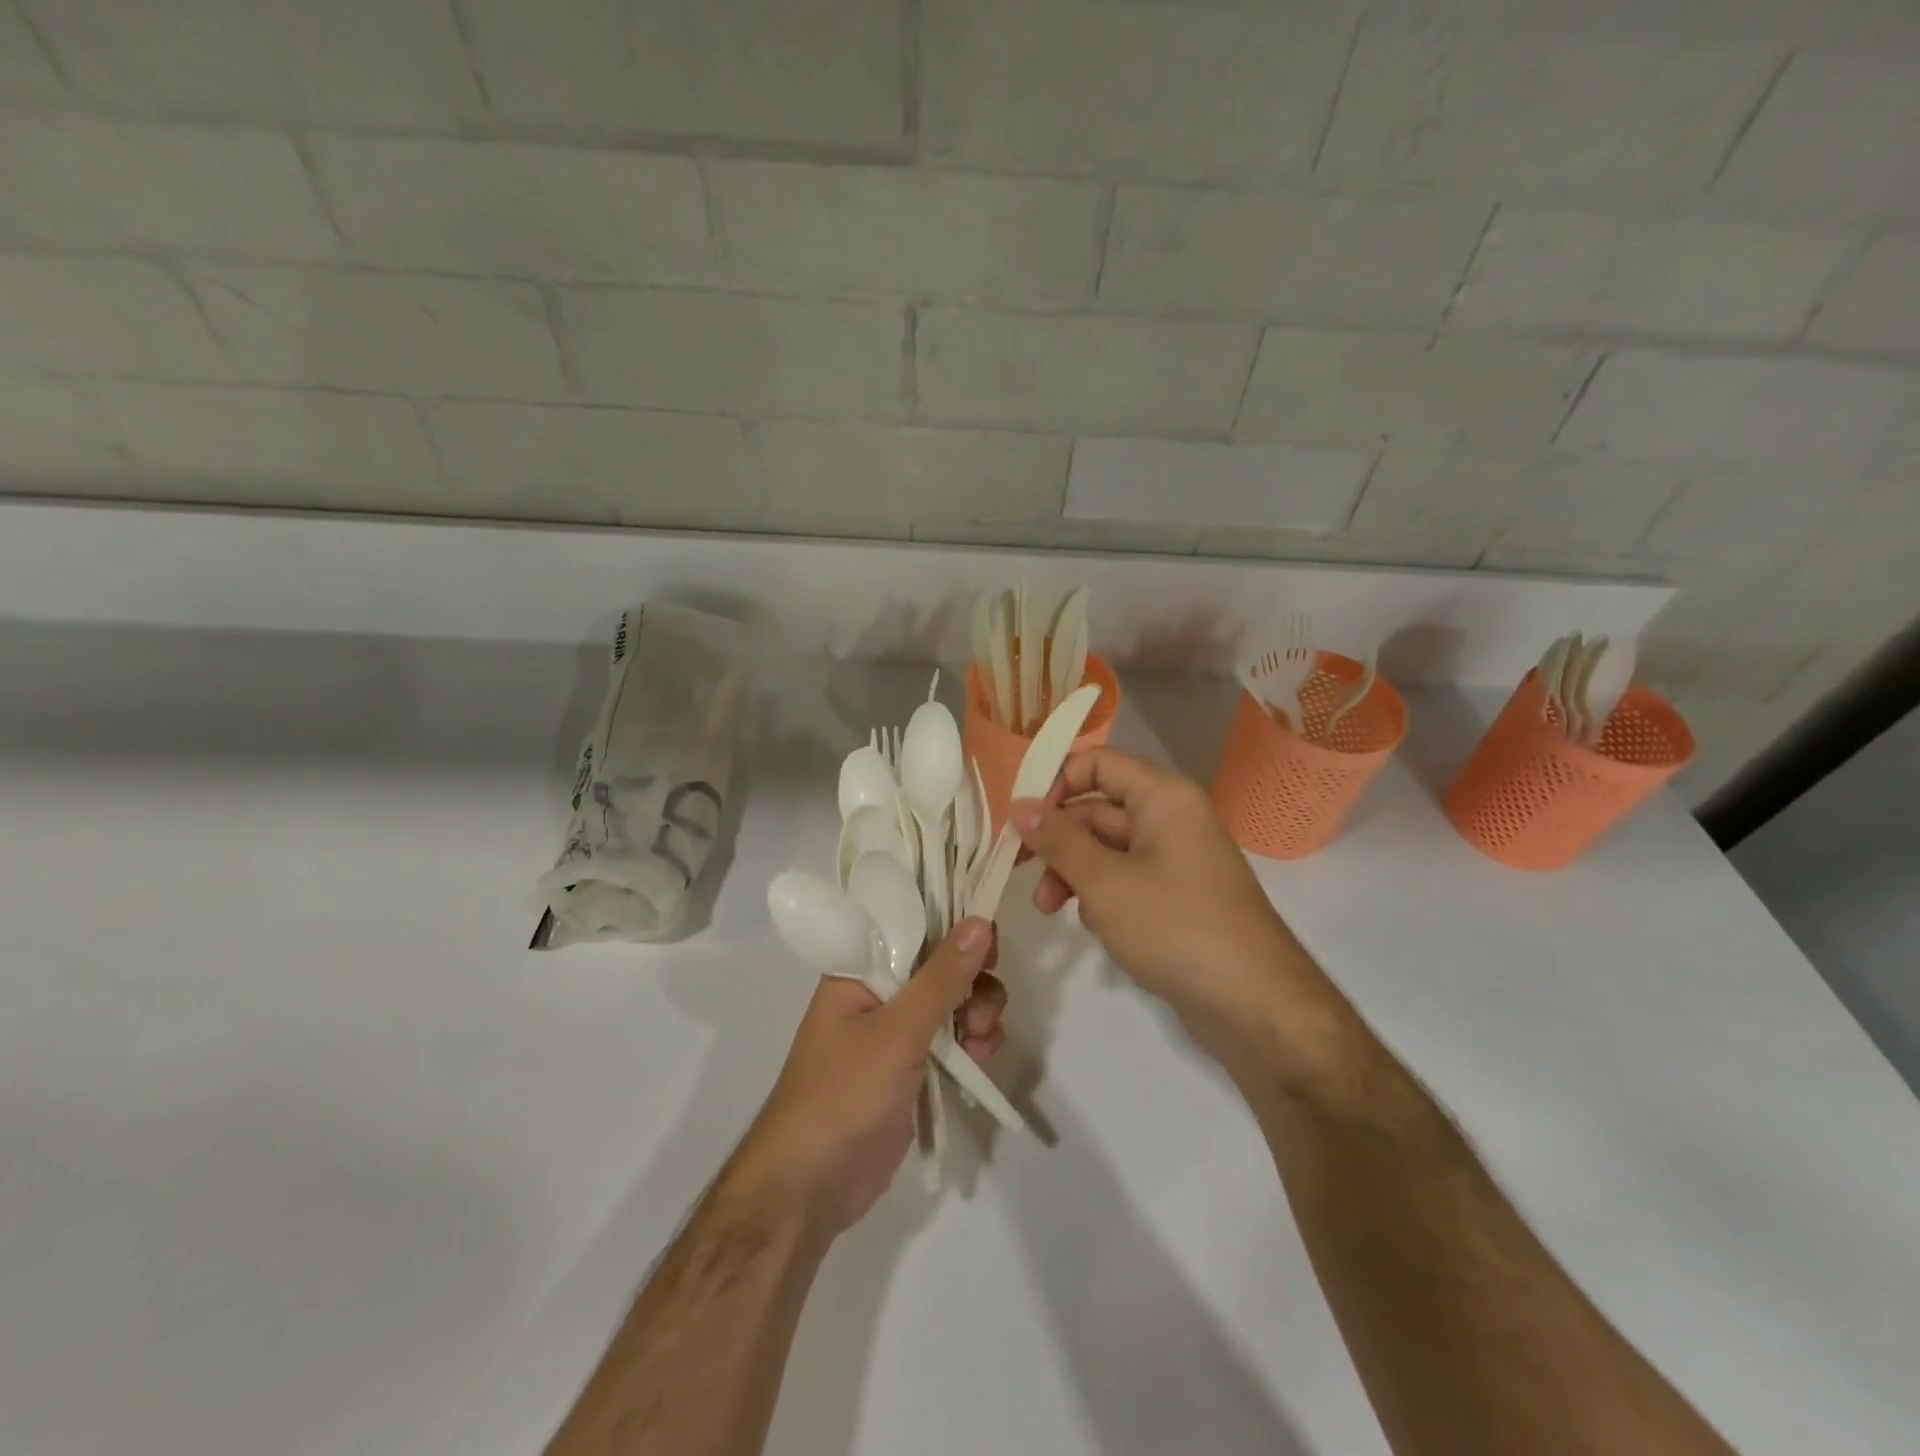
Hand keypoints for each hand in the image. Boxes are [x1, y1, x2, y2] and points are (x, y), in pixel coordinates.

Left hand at [729, 919, 1005, 1235]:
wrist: (811, 1186)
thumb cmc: (843, 1093)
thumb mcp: (896, 1031)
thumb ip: (941, 977)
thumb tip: (980, 921)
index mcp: (860, 968)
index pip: (914, 924)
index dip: (954, 926)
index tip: (988, 943)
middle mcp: (879, 990)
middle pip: (941, 962)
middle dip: (972, 979)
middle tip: (982, 1004)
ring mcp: (896, 1030)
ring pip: (953, 1000)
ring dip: (977, 1012)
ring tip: (978, 1041)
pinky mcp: (912, 1066)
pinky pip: (952, 1037)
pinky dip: (972, 1042)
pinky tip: (979, 1059)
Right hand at [1010, 748, 1339, 1059]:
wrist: (1255, 1005)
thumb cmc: (1176, 927)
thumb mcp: (1105, 882)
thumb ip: (1058, 840)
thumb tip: (1019, 805)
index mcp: (1163, 797)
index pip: (1098, 763)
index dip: (1056, 782)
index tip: (1019, 818)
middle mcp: (1171, 818)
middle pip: (1097, 808)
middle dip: (1056, 839)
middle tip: (1016, 869)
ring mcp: (1175, 860)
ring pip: (1106, 848)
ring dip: (1072, 871)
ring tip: (1047, 909)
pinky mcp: (1176, 898)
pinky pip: (1125, 879)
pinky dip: (1099, 895)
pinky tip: (1090, 926)